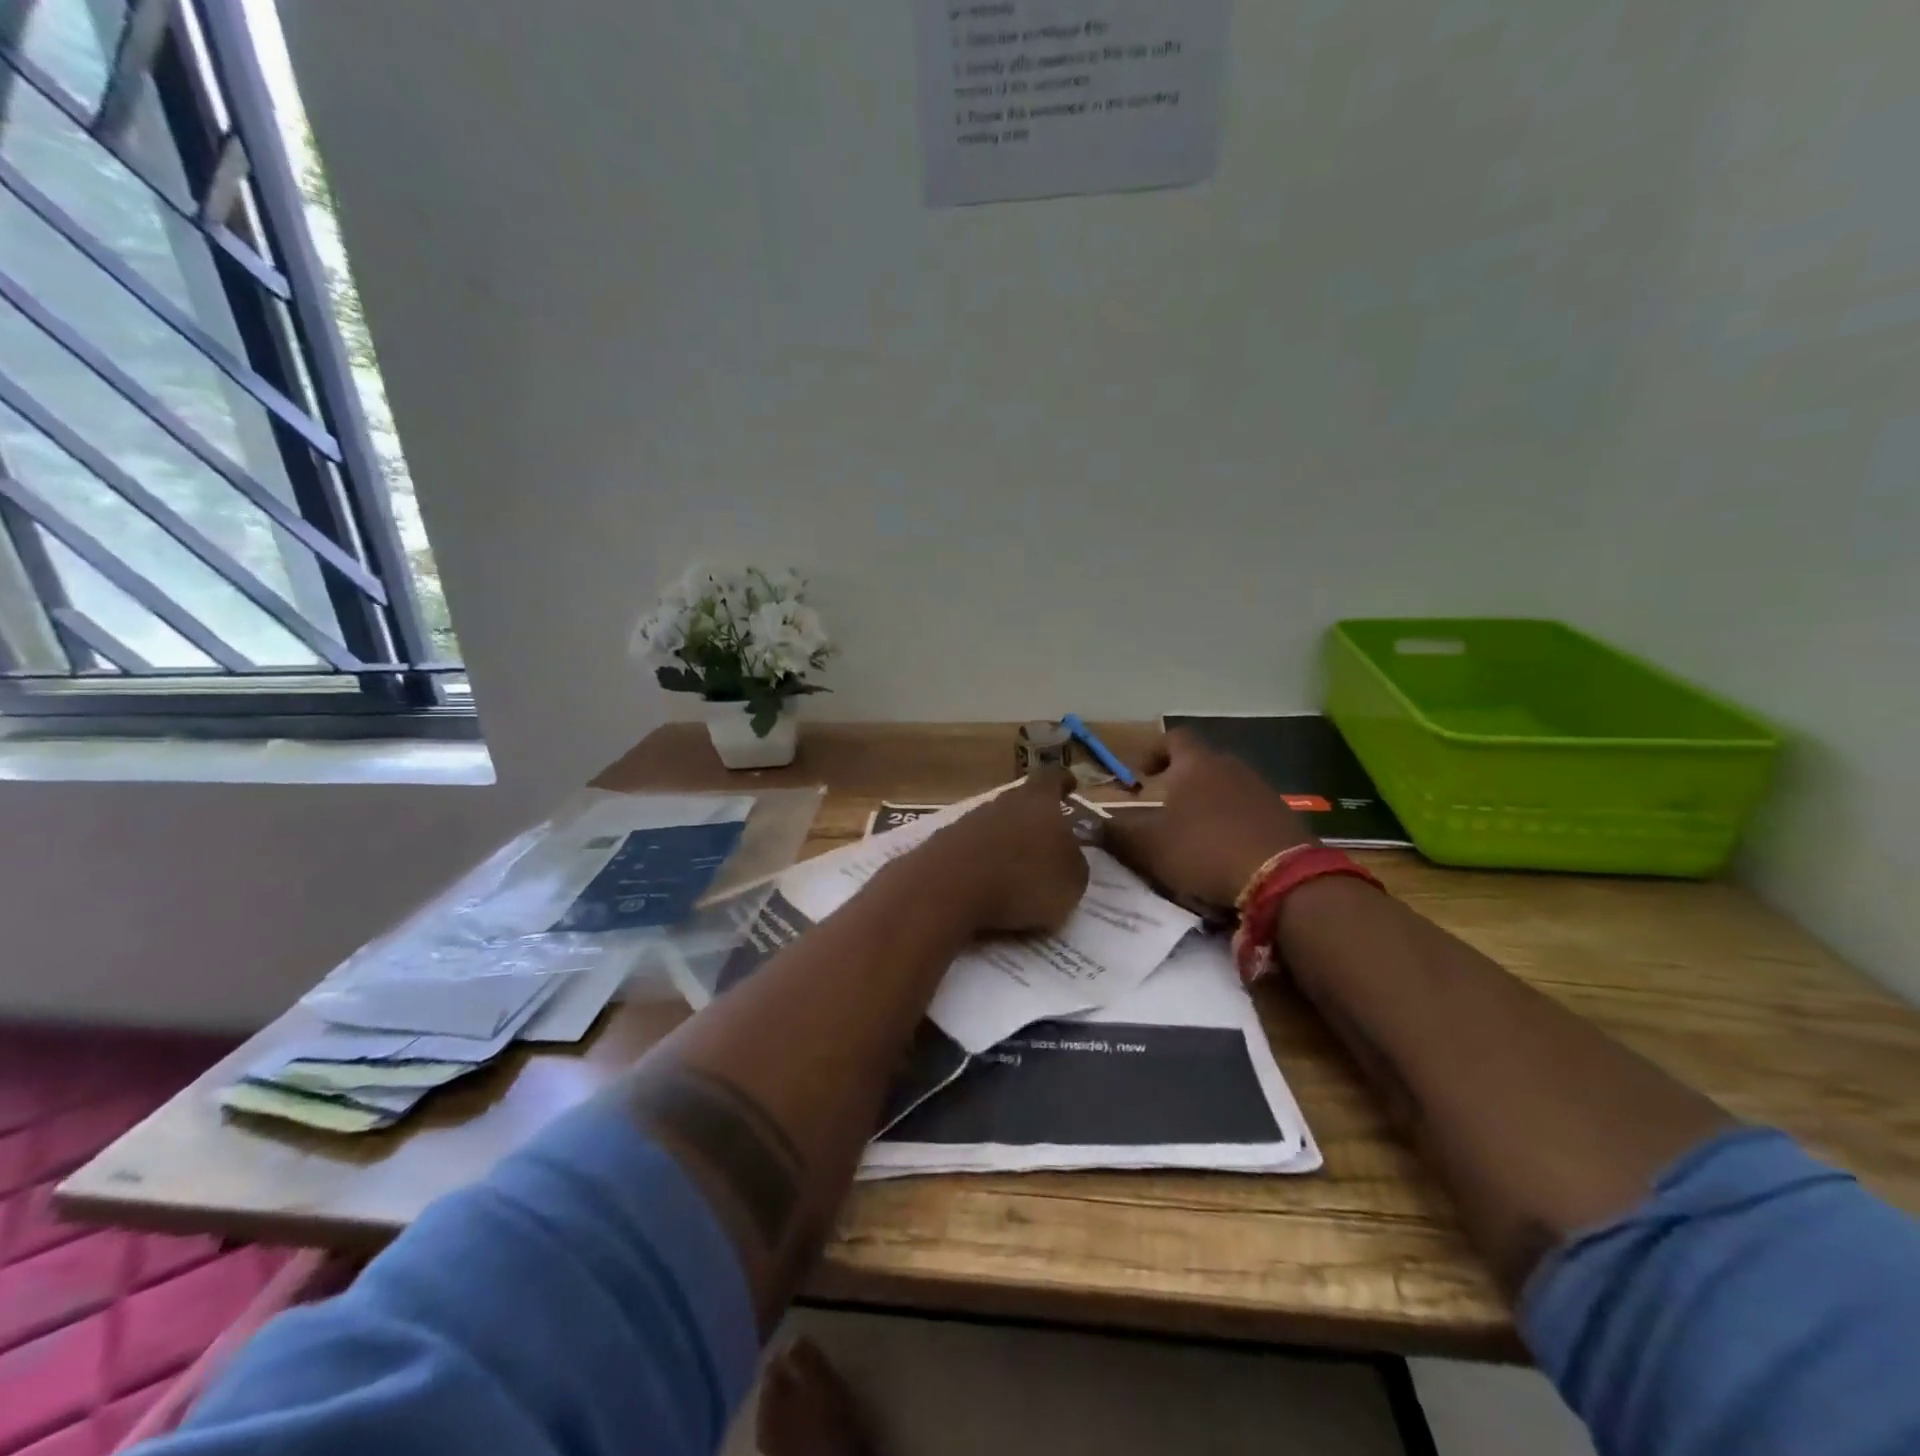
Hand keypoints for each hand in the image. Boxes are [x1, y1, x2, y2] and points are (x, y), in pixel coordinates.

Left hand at [906, 770, 1089, 934]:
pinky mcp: (944, 843)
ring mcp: (969, 820)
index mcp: (1039, 800)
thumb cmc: (1023, 879)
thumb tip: (1068, 854)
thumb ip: (1074, 862)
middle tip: (1048, 840)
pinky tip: (987, 883)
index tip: (1070, 785)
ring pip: (996, 824)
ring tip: (1018, 869)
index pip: (1053, 777)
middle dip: (1035, 819)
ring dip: (1007, 841)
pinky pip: (973, 848)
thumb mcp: (1072, 881)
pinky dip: (983, 861)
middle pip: (1022, 801)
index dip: (1063, 781)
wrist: (948, 888)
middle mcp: (1003, 802)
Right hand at [1105, 729, 1316, 909]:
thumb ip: (1115, 833)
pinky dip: (1232, 823)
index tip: (1141, 774)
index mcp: (1196, 764)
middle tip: (1162, 806)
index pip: (1174, 738)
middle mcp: (1231, 767)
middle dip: (1181, 781)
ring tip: (1192, 833)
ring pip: (1226, 788)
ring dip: (1208, 804)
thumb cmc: (1204, 851)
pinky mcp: (1282, 818)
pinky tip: (1224, 851)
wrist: (1282, 880)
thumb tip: (1085, 824)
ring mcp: (1262, 791)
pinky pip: (1248, 812)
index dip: (1154, 751)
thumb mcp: (1148, 847)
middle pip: (1202, 763)